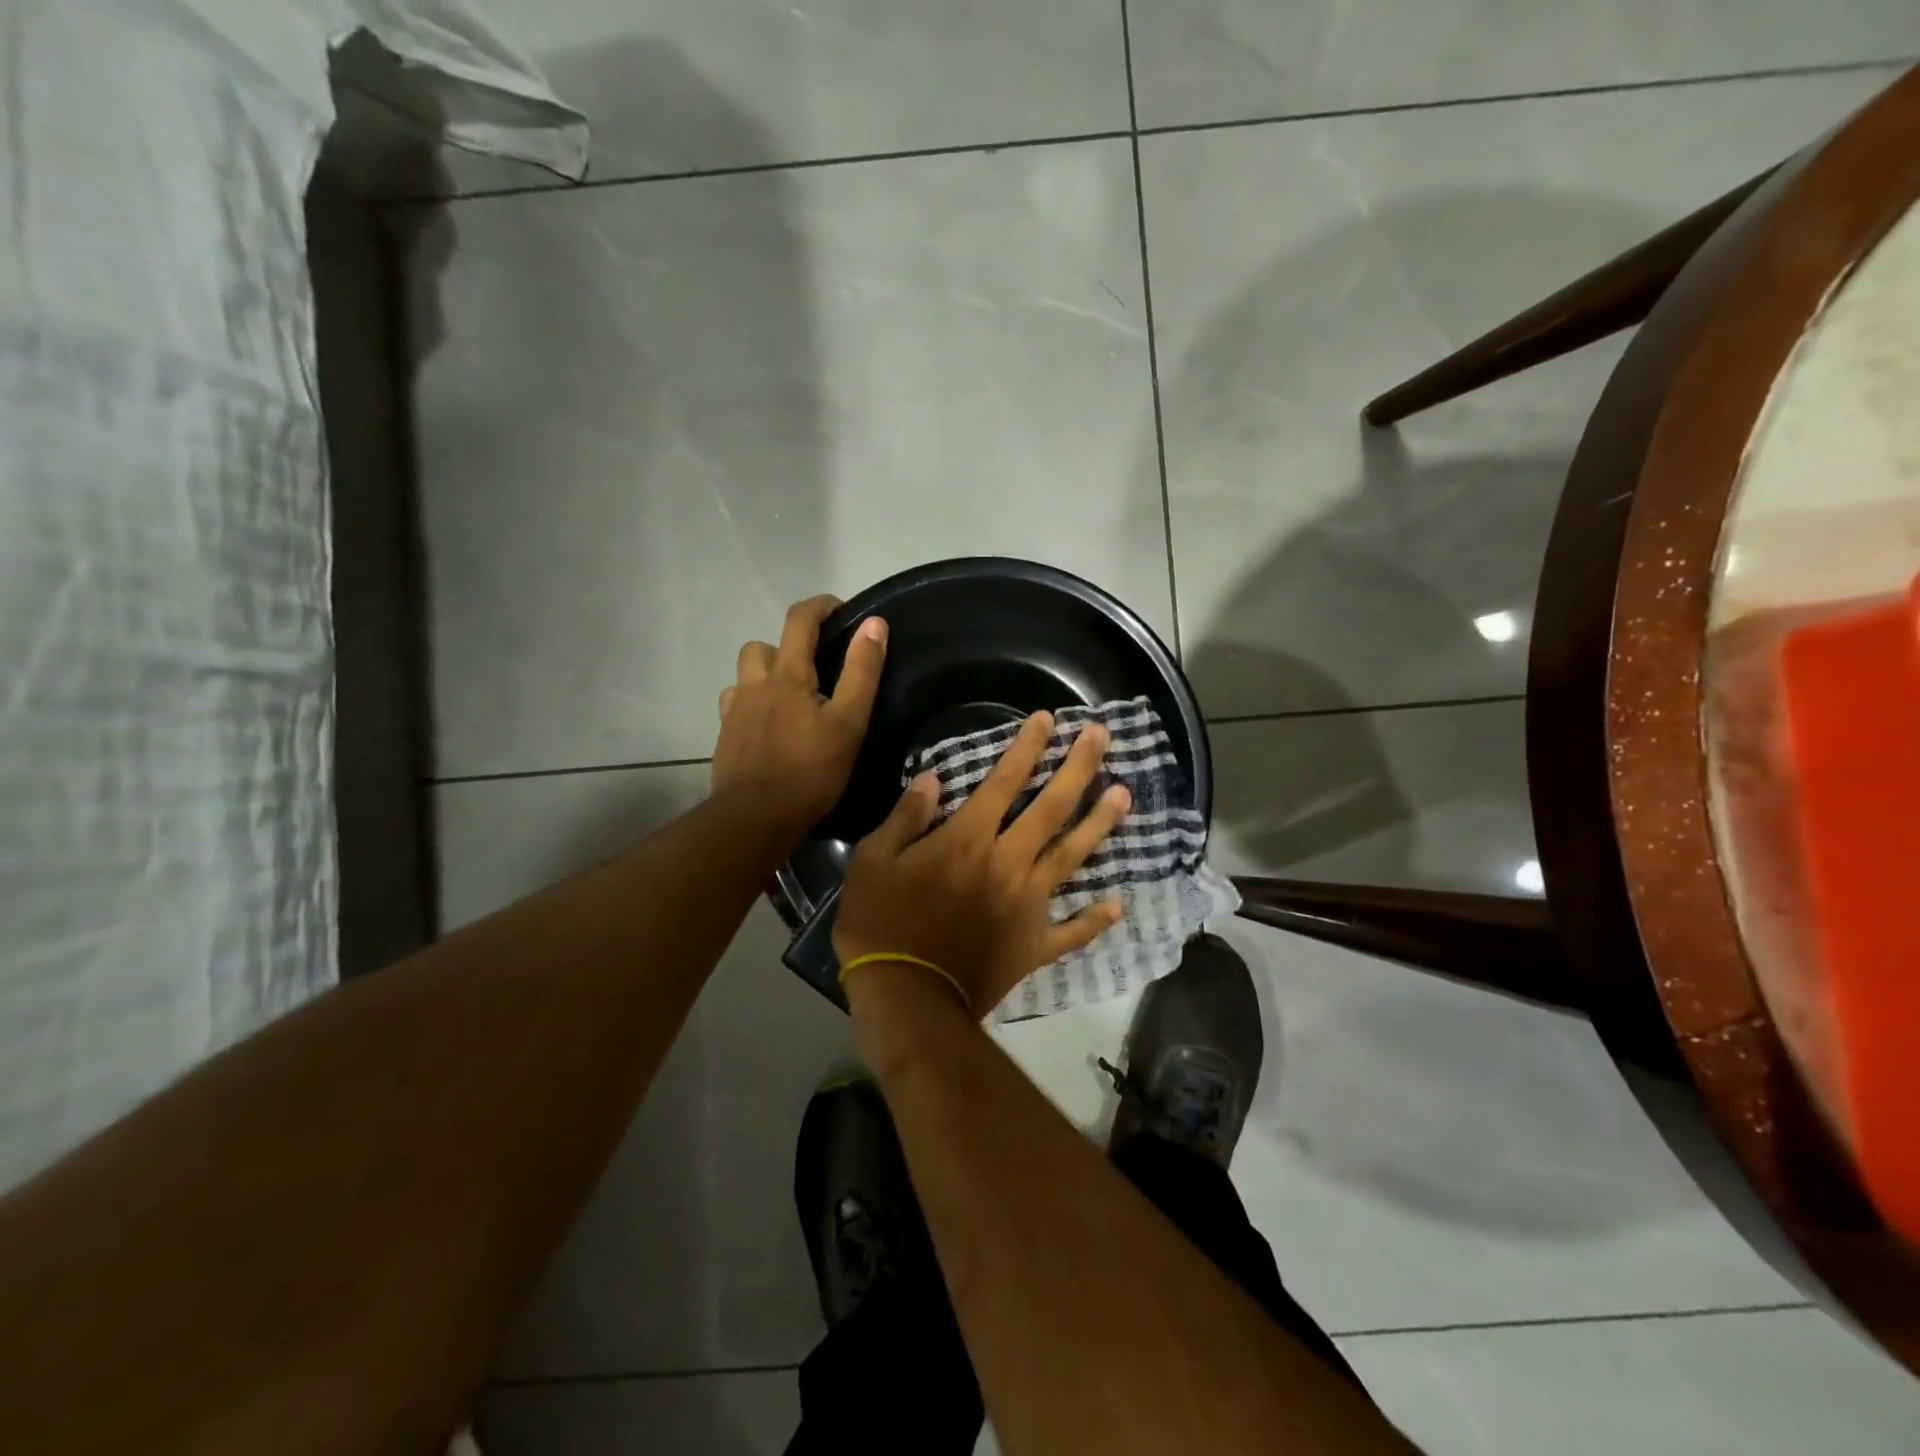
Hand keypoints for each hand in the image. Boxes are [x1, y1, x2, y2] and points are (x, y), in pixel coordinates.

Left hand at [712, 596, 886, 840]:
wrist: (756, 817)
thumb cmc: (811, 771)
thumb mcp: (849, 722)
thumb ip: (862, 671)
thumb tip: (874, 623)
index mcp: (788, 675)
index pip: (799, 620)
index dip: (820, 606)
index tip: (841, 612)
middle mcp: (755, 683)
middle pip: (766, 645)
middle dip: (790, 646)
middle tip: (816, 670)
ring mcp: (734, 709)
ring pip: (747, 674)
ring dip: (767, 674)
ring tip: (791, 699)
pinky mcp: (725, 735)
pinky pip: (735, 703)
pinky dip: (752, 703)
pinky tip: (768, 725)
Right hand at [834, 712, 1131, 1015]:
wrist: (906, 998)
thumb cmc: (880, 924)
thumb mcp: (873, 861)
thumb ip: (907, 817)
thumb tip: (934, 779)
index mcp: (968, 839)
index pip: (1004, 782)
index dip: (1027, 747)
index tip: (1048, 719)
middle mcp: (1008, 862)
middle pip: (1051, 808)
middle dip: (1078, 768)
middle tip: (1102, 737)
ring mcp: (1028, 905)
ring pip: (1071, 857)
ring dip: (1099, 824)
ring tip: (1125, 794)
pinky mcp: (1034, 945)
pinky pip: (1072, 931)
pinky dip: (1095, 919)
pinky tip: (1117, 904)